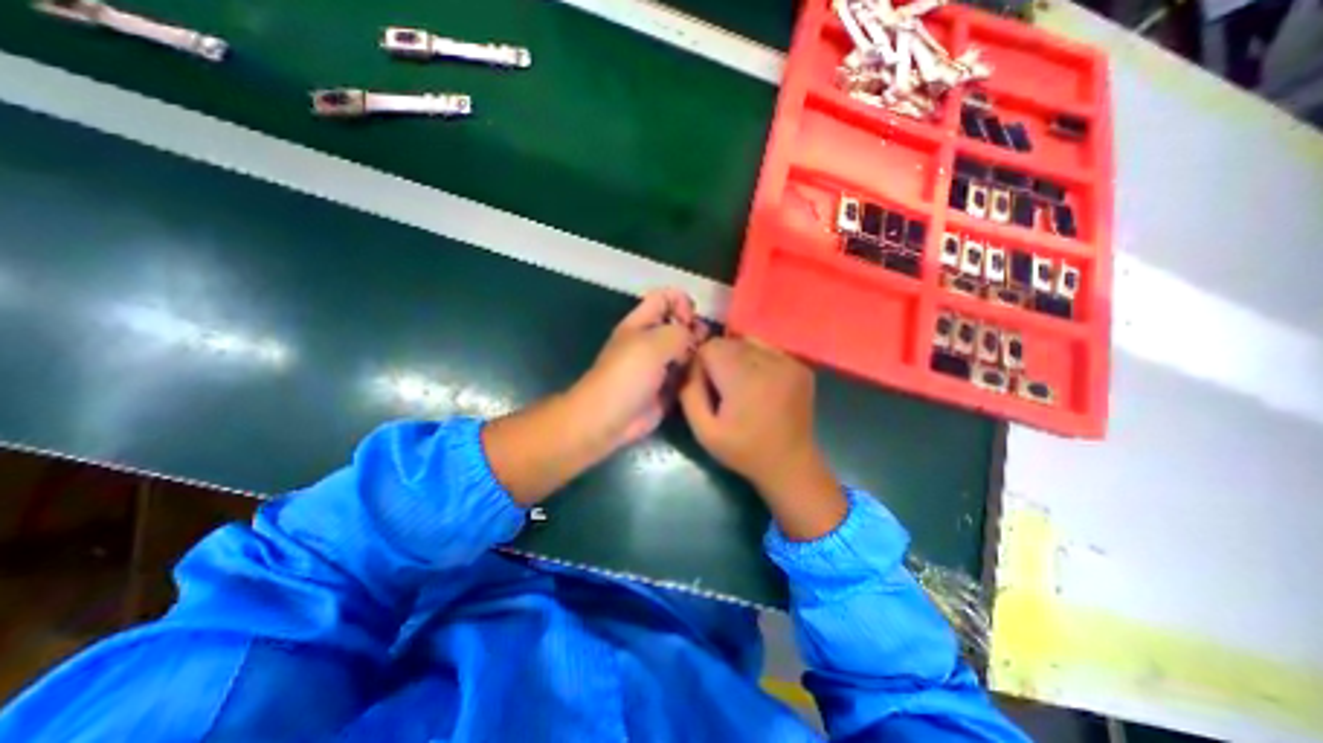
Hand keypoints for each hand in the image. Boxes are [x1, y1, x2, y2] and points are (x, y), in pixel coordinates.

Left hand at [484, 292, 707, 503]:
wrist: (609, 419)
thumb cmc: (626, 376)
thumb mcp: (653, 344)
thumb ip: (679, 333)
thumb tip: (694, 339)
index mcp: (641, 323)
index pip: (664, 298)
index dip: (681, 301)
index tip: (692, 318)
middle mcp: (651, 341)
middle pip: (679, 325)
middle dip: (695, 329)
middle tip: (703, 343)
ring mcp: (659, 366)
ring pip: (686, 351)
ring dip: (698, 354)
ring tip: (706, 362)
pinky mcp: (666, 388)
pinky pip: (686, 375)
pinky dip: (695, 375)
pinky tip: (702, 379)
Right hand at [682, 336, 845, 538]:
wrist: (790, 464)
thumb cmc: (743, 450)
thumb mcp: (704, 431)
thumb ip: (689, 393)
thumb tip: (688, 364)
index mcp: (743, 379)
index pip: (711, 347)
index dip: (701, 363)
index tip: (704, 384)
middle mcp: (768, 363)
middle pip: (729, 342)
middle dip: (719, 359)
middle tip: (722, 386)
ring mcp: (789, 362)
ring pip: (748, 342)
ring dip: (737, 357)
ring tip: (741, 384)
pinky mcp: (800, 366)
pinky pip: (767, 350)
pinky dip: (757, 359)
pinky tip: (759, 383)